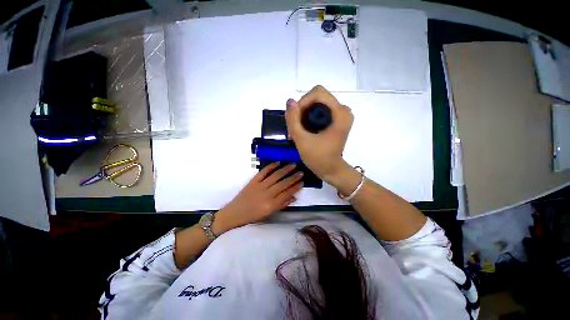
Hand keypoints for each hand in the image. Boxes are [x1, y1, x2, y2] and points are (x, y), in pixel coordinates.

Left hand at [213, 162, 302, 233]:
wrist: (234, 213)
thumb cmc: (252, 216)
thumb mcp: (268, 214)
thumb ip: (281, 205)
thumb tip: (293, 197)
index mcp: (271, 205)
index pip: (287, 194)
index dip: (296, 187)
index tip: (302, 182)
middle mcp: (267, 194)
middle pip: (283, 184)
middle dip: (293, 177)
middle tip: (301, 172)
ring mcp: (260, 186)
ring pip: (275, 176)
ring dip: (285, 170)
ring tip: (293, 165)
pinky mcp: (253, 181)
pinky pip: (263, 172)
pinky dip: (271, 166)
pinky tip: (278, 163)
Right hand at [285, 85, 353, 183]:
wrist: (331, 170)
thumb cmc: (318, 158)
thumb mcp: (301, 139)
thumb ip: (293, 119)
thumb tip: (289, 101)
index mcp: (340, 113)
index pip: (317, 93)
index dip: (302, 102)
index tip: (295, 119)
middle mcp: (343, 110)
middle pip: (316, 98)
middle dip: (302, 111)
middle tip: (294, 129)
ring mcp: (340, 115)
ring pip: (316, 104)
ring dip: (303, 115)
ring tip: (297, 132)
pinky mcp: (337, 120)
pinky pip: (319, 111)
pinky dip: (308, 118)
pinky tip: (303, 131)